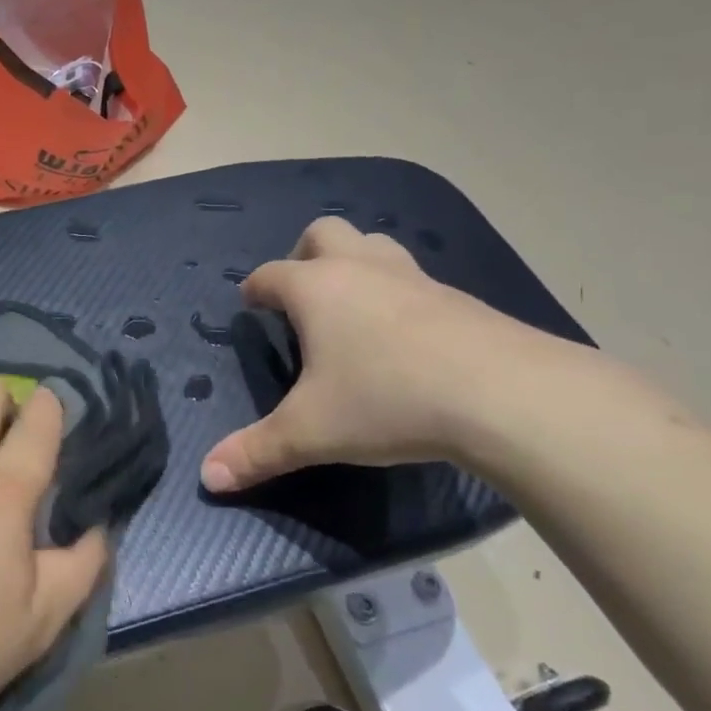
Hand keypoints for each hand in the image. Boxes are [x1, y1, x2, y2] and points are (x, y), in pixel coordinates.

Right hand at [200, 218, 593, 491]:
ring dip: (355, 263)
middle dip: (303, 255)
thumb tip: (207, 477)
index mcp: (316, 289)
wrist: (502, 393)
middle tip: (301, 295)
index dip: (254, 289)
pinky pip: (413, 278)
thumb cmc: (386, 400)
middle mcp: (360, 269)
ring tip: (351, 306)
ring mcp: (413, 277)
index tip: (250, 304)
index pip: (270, 275)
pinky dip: (396, 293)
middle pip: (323, 234)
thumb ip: (256, 452)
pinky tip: (404, 335)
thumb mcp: (311, 432)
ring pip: (374, 245)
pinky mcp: (456, 297)